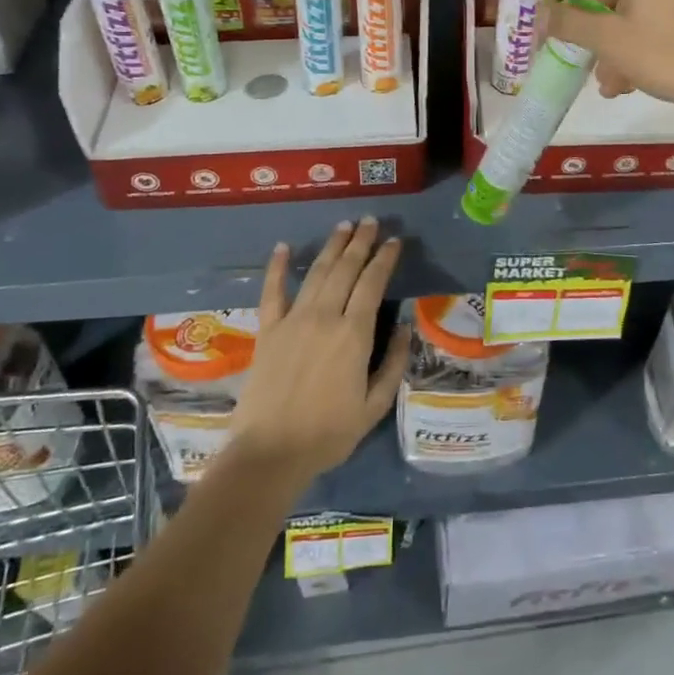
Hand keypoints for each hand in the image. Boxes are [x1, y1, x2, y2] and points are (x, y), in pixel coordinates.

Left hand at [222, 218, 409, 491]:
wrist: (270, 453)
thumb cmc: (328, 433)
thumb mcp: (374, 406)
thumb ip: (394, 363)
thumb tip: (406, 327)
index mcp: (354, 334)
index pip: (373, 283)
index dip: (384, 258)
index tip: (394, 241)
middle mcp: (325, 316)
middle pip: (345, 269)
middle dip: (360, 242)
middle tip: (370, 221)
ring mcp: (293, 320)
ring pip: (317, 273)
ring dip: (332, 246)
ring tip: (343, 226)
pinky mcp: (268, 330)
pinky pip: (272, 292)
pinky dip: (278, 267)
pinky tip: (284, 247)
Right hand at [545, 0, 673, 125]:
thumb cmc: (665, 53)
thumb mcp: (609, 40)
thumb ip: (570, 23)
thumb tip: (542, 16)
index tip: (544, 2)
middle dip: (593, 20)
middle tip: (574, 45)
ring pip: (639, 3)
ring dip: (616, 38)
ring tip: (606, 81)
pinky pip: (662, 11)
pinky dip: (642, 36)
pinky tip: (631, 78)